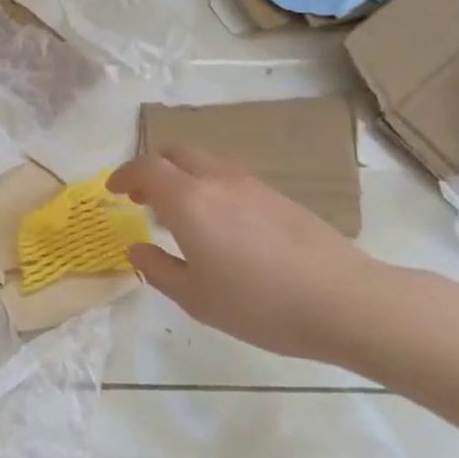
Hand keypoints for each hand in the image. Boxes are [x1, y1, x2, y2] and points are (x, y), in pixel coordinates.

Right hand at [108, 146, 379, 360]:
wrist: (345, 301)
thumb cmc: (259, 304)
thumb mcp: (195, 298)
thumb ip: (158, 269)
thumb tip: (137, 249)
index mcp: (189, 202)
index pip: (147, 168)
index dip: (124, 174)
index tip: (113, 190)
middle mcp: (218, 181)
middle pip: (177, 153)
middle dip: (153, 168)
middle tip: (142, 196)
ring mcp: (253, 185)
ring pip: (206, 163)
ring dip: (183, 176)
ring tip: (180, 211)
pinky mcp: (280, 197)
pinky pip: (231, 178)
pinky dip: (210, 186)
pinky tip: (220, 223)